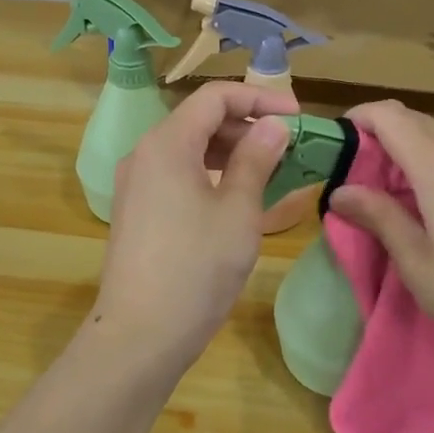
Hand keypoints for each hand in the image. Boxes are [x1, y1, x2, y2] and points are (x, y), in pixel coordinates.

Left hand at [92, 81, 297, 367]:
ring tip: (270, 170)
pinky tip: (237, 197)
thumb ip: (257, 160)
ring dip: (230, 151)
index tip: (297, 115)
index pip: (215, 97)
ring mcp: (136, 184)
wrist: (140, 336)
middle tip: (289, 146)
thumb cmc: (196, 268)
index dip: (259, 98)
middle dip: (246, 125)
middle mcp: (144, 154)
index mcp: (167, 143)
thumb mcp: (238, 211)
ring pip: (188, 148)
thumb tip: (274, 126)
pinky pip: (177, 174)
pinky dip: (211, 174)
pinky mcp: (137, 211)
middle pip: (199, 120)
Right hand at [329, 100, 433, 371]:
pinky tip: (432, 203)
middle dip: (380, 136)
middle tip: (358, 175)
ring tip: (392, 193)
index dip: (359, 119)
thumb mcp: (419, 264)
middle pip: (414, 120)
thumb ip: (380, 218)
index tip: (336, 145)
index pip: (390, 116)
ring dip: (409, 149)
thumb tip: (341, 192)